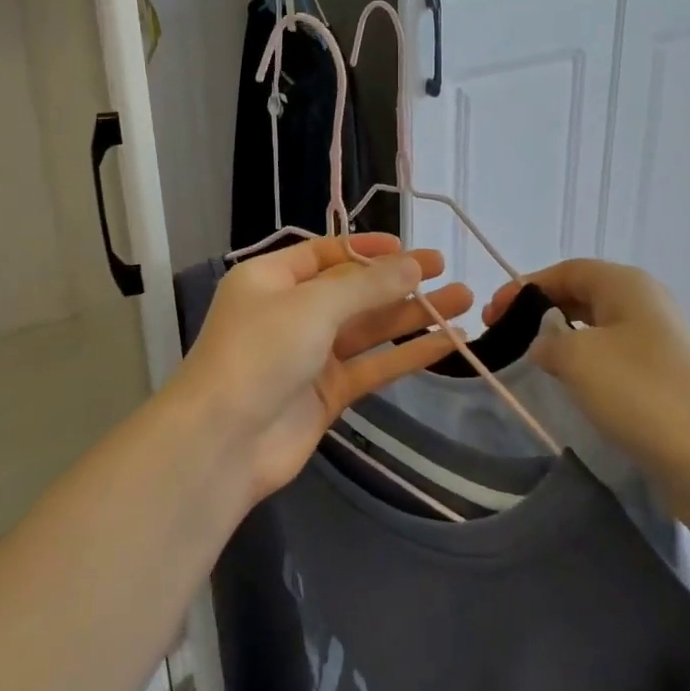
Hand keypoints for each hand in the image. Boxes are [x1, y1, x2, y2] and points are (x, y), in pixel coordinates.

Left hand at [172, 234, 472, 502]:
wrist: (225, 441)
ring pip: (368, 328)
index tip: (409, 248)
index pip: (325, 253)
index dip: (367, 248)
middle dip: (398, 281)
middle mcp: (290, 312)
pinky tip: (448, 343)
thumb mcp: (313, 306)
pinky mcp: (328, 393)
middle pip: (352, 290)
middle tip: (447, 271)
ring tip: (464, 301)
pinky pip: (373, 365)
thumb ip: (367, 285)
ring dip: (413, 315)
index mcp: (271, 279)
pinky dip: (408, 354)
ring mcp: (309, 355)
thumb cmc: (261, 353)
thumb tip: (412, 264)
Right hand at [486, 259, 689, 539]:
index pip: (565, 271)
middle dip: (539, 314)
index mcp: (627, 286)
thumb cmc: (648, 395)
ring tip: (529, 369)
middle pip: (580, 299)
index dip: (525, 286)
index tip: (491, 315)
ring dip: (561, 347)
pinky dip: (586, 376)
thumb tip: (545, 346)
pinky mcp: (665, 391)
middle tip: (502, 340)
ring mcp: (659, 352)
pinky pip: (613, 370)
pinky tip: (570, 397)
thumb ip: (547, 341)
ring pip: (596, 336)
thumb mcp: (579, 357)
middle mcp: (645, 309)